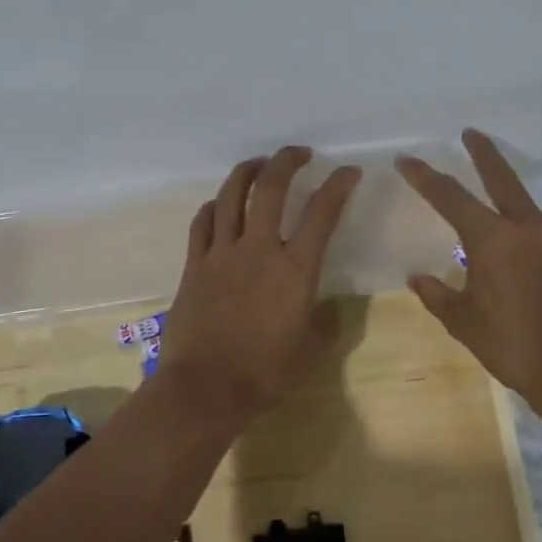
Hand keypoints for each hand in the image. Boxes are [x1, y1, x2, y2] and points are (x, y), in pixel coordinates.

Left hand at [161, 146, 362, 425]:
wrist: (205, 388)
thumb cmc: (264, 374)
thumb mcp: (310, 352)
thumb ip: (325, 324)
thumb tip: (328, 308)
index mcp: (295, 269)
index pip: (322, 213)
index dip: (338, 185)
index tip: (348, 171)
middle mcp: (258, 250)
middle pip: (271, 188)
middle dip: (286, 161)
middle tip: (298, 153)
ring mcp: (221, 254)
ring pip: (231, 196)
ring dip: (246, 172)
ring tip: (258, 164)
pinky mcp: (193, 265)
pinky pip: (202, 223)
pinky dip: (214, 206)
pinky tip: (220, 205)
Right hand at [398, 129, 541, 411]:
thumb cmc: (513, 346)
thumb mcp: (464, 324)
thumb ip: (437, 295)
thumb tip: (416, 278)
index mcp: (492, 240)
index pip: (450, 197)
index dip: (425, 176)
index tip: (408, 159)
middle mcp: (530, 228)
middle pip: (503, 179)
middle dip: (483, 153)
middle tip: (472, 133)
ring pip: (532, 222)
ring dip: (516, 227)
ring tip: (511, 263)